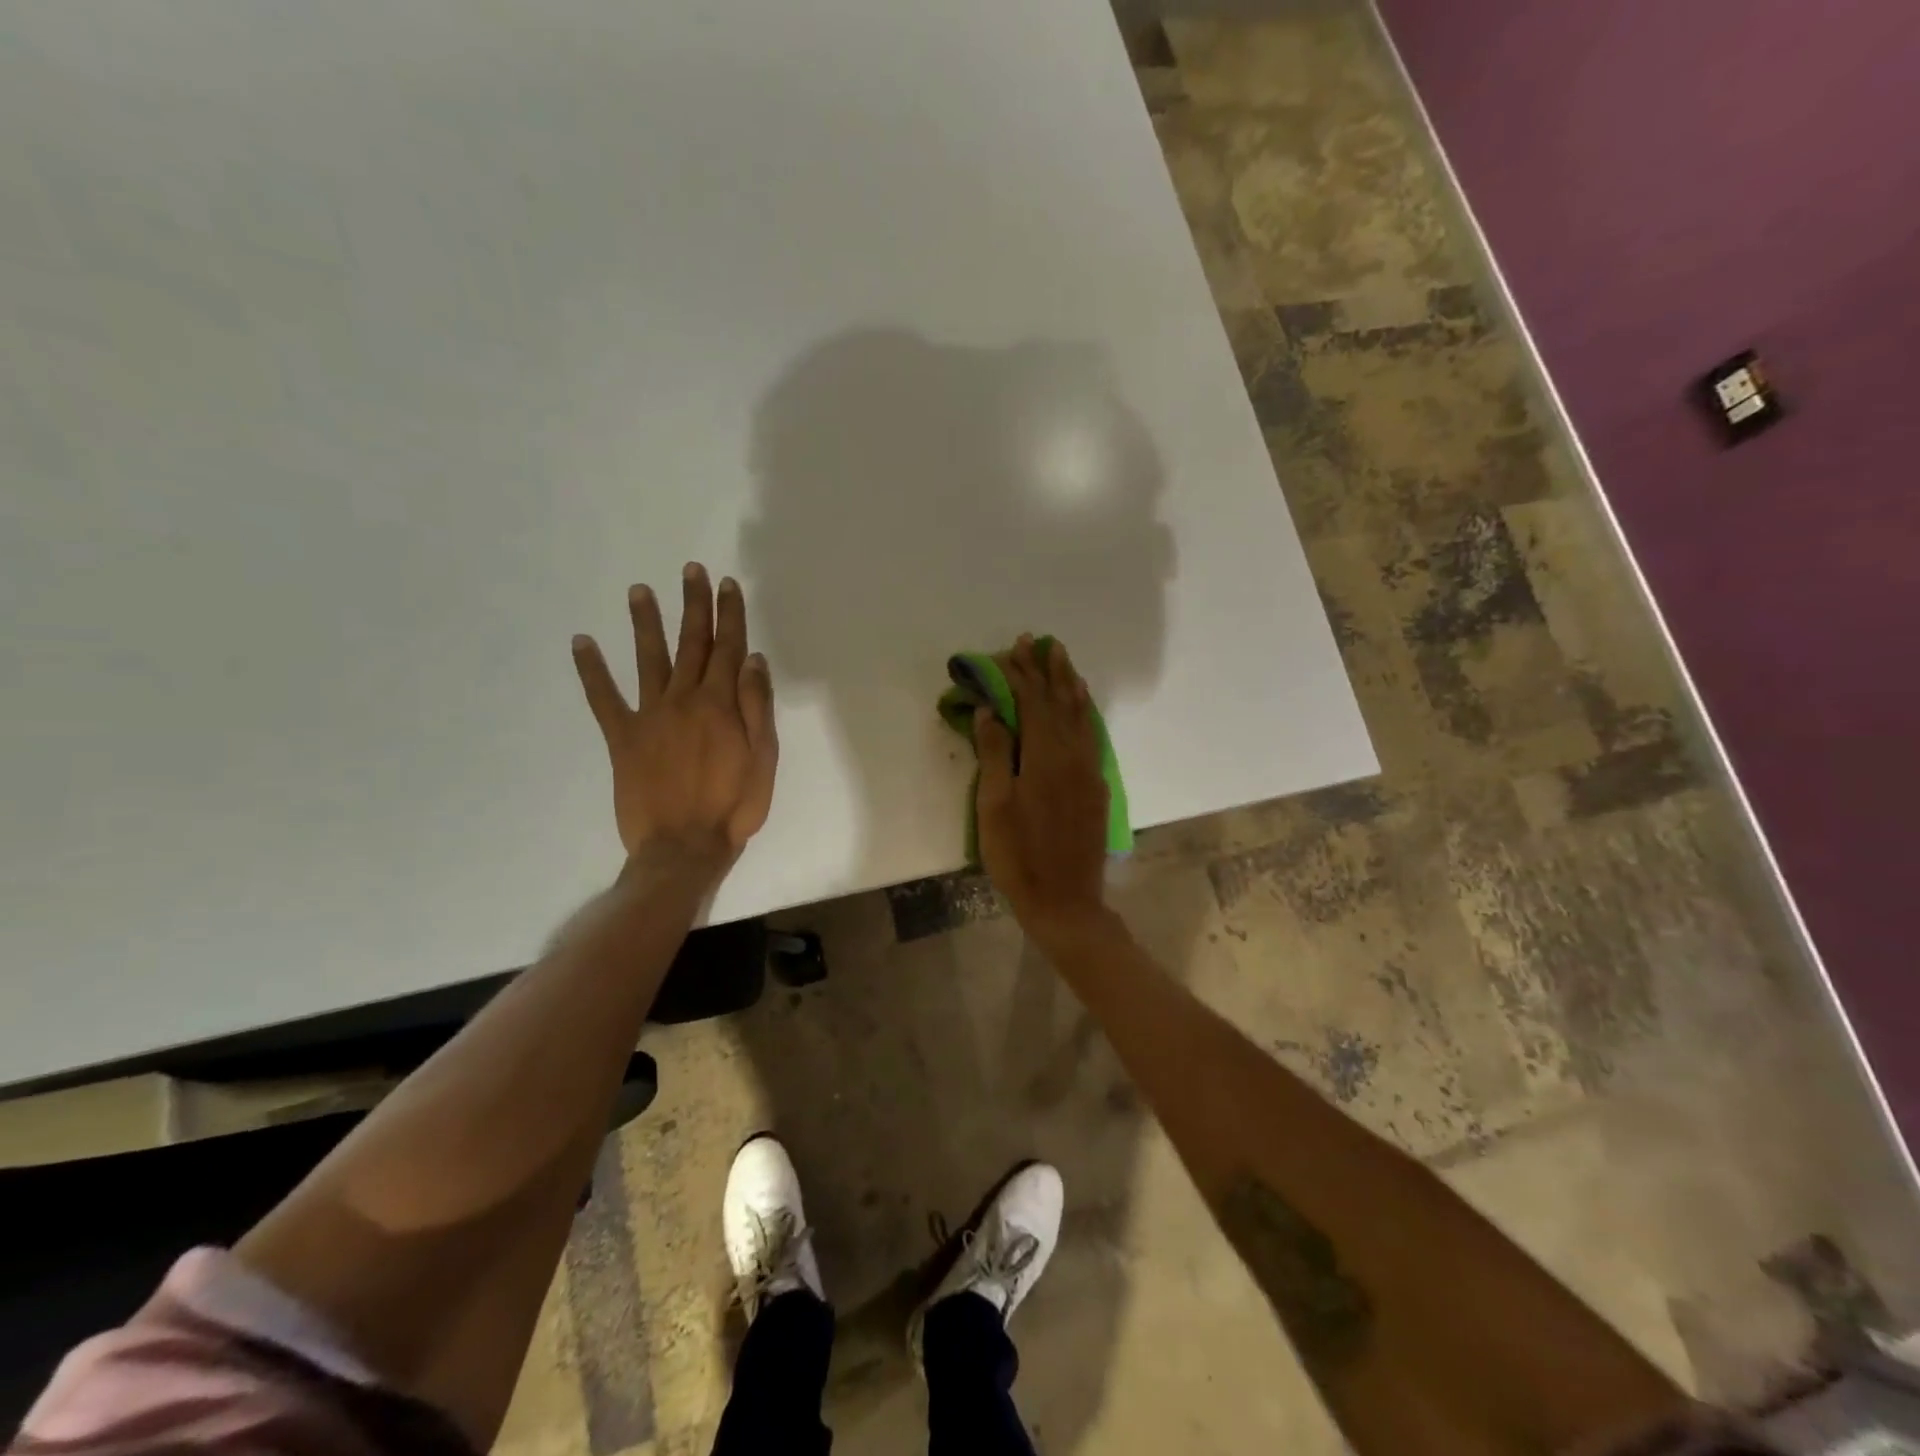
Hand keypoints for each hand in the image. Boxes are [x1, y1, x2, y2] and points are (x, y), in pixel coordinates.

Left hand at [571, 564, 778, 872]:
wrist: (684, 847)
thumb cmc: (734, 806)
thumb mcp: (764, 759)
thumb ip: (757, 707)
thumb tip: (753, 660)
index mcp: (720, 704)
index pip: (728, 648)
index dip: (729, 614)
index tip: (727, 584)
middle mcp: (684, 699)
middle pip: (691, 643)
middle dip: (693, 604)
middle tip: (689, 570)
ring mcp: (650, 715)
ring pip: (649, 659)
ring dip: (645, 623)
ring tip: (639, 590)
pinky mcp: (622, 737)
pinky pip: (604, 698)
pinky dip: (592, 670)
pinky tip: (581, 642)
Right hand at [973, 635, 1110, 941]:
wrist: (1065, 901)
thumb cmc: (1018, 855)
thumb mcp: (994, 806)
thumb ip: (995, 753)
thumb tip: (990, 708)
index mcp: (1044, 757)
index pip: (1033, 703)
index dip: (1023, 674)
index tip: (1015, 648)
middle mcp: (1072, 756)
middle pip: (1061, 703)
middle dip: (1050, 671)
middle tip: (1044, 643)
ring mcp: (1088, 772)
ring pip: (1082, 717)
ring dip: (1072, 687)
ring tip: (1066, 663)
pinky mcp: (1096, 788)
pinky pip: (1092, 737)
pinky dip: (1085, 715)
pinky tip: (1082, 710)